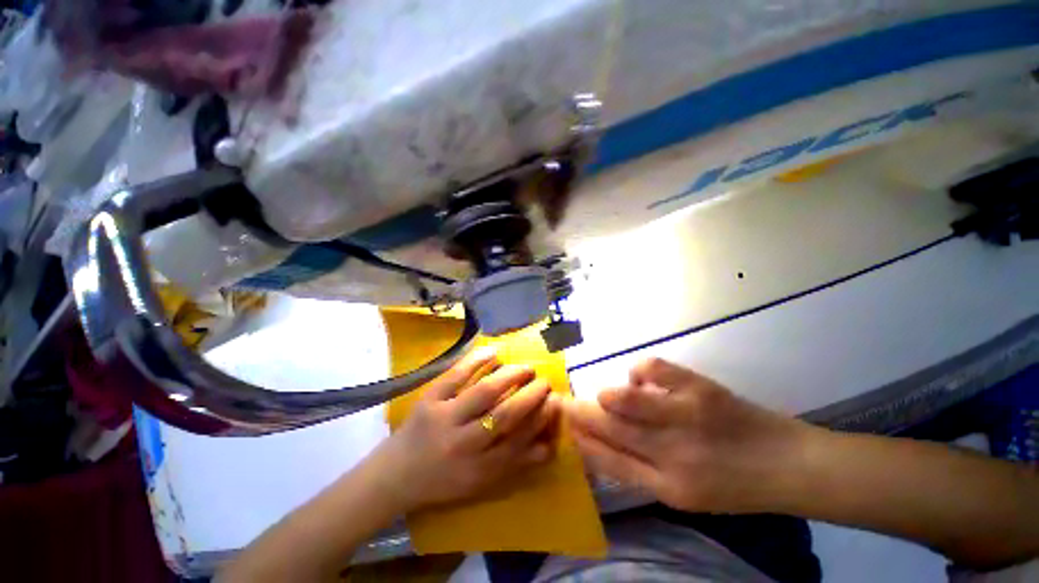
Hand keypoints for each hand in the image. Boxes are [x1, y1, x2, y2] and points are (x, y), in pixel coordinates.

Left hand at [375, 348, 560, 511]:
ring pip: (484, 392)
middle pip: (505, 414)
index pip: (519, 440)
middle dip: (531, 395)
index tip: (555, 401)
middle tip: (544, 381)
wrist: (395, 474)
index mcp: (478, 469)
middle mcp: (463, 444)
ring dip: (511, 375)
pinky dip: (477, 360)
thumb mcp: (480, 482)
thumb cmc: (443, 480)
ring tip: (527, 367)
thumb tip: (549, 446)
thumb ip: (514, 464)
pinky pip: (456, 375)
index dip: (541, 419)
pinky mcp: (429, 399)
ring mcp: (444, 417)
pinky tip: (494, 351)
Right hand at [563, 358, 813, 513]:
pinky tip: (640, 379)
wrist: (789, 465)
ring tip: (603, 396)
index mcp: (668, 488)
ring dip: (606, 396)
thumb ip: (640, 470)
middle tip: (562, 402)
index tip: (562, 425)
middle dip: (579, 413)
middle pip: (610, 429)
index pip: (609, 462)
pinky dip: (638, 371)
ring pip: (625, 400)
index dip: (581, 442)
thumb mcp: (684, 494)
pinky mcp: (701, 388)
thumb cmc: (733, 485)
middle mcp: (673, 455)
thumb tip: (599, 442)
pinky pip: (653, 370)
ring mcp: (688, 417)